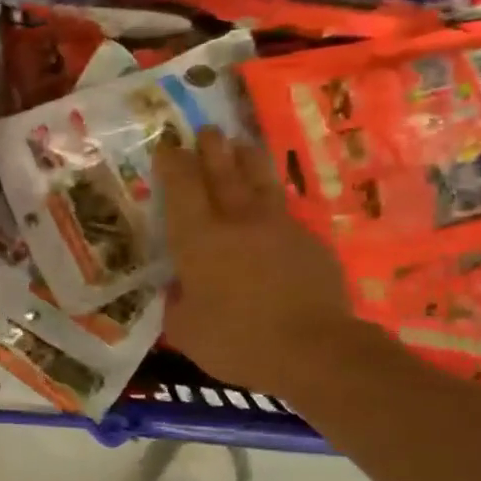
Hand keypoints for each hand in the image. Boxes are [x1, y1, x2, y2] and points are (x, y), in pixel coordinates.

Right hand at [156, 128, 358, 393]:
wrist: (313, 350)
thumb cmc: (236, 341)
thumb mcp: (185, 331)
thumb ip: (177, 304)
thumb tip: (180, 290)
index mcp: (199, 238)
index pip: (182, 185)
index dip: (173, 162)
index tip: (167, 148)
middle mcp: (237, 220)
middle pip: (223, 170)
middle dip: (211, 147)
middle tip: (205, 131)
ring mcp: (278, 226)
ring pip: (260, 180)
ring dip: (247, 159)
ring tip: (241, 145)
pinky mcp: (309, 241)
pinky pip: (285, 212)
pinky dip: (272, 204)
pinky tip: (270, 212)